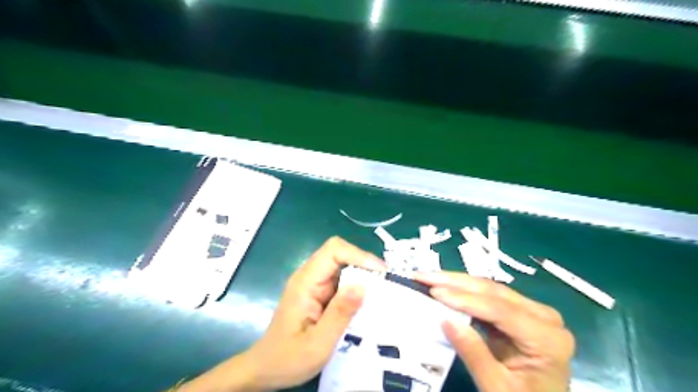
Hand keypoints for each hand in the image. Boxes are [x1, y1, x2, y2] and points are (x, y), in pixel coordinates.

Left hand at [177, 237, 386, 389]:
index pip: (333, 251)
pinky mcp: (318, 293)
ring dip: (362, 275)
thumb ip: (339, 314)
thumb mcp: (317, 343)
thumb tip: (363, 285)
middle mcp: (309, 276)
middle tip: (385, 283)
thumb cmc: (288, 358)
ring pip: (342, 266)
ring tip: (381, 291)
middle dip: (364, 264)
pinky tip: (367, 301)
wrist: (266, 369)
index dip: (358, 255)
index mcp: (305, 282)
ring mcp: (313, 284)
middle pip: (339, 253)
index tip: (380, 272)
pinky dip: (356, 286)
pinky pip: (341, 280)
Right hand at [417, 271, 574, 391]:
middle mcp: (544, 317)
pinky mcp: (520, 313)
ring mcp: (533, 312)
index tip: (434, 291)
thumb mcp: (498, 388)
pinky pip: (489, 297)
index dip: (464, 299)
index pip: (500, 309)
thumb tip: (445, 319)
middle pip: (494, 292)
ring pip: (490, 289)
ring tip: (429, 277)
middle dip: (455, 282)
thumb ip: (474, 354)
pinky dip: (464, 292)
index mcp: (547, 338)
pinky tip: (445, 287)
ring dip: (457, 283)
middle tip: (423, 275)